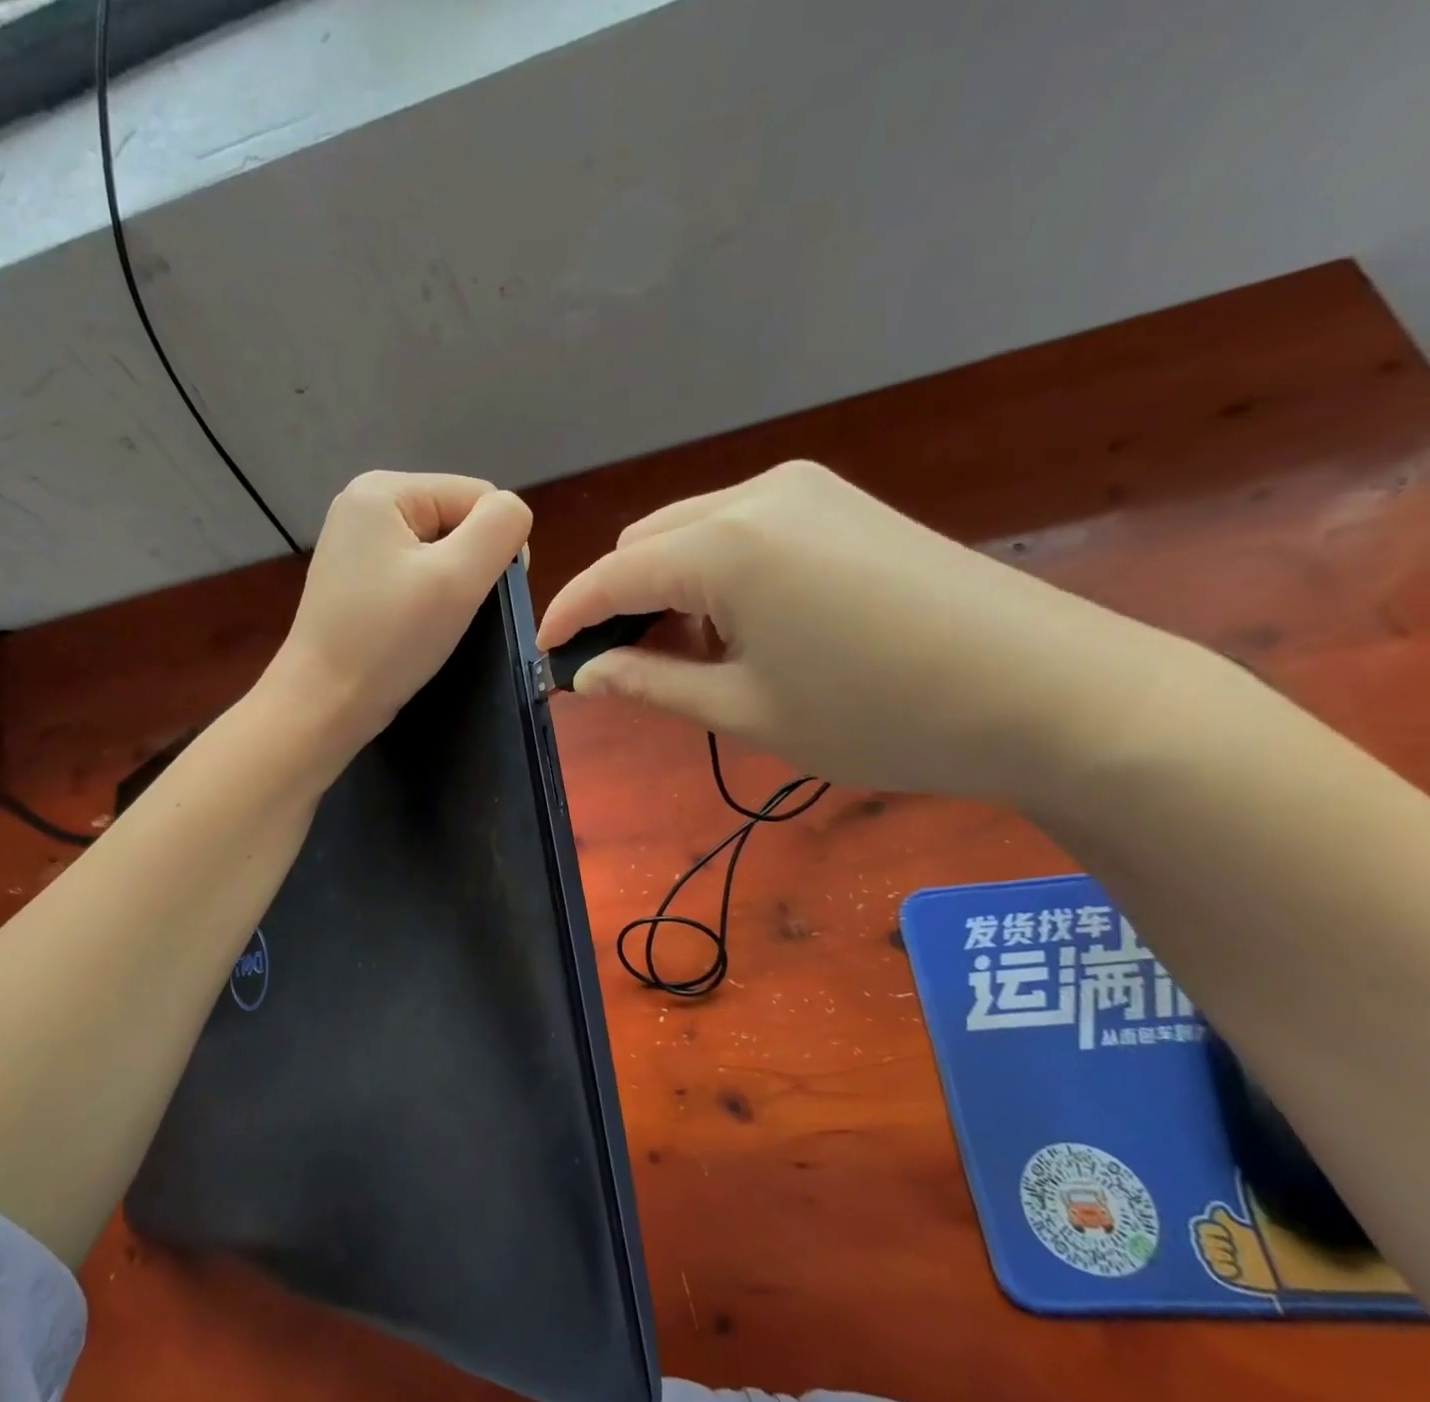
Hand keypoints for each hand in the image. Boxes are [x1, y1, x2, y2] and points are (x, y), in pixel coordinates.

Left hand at [268, 471, 532, 757]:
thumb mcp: (458, 578)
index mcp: (384, 488)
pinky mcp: (356, 579)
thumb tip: (513, 514)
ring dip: (451, 586)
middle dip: (469, 566)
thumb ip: (500, 527)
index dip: (495, 545)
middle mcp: (364, 504)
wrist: (323, 705)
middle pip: (457, 520)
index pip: (478, 496)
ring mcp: (356, 543)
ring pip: (440, 551)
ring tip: (434, 624)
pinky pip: (415, 573)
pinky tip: (415, 627)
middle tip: (453, 614)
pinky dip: (428, 599)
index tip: (479, 597)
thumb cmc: (389, 640)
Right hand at [538, 460, 1191, 806]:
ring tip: (688, 657)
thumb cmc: (881, 716)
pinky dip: (716, 573)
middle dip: (620, 602)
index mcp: (723, 545)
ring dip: (668, 588)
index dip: (568, 618)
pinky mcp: (841, 501)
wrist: (1053, 692)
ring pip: (692, 531)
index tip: (544, 659)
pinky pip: (742, 529)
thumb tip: (587, 673)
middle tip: (625, 670)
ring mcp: (806, 489)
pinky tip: (744, 625)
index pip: (610, 576)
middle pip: (647, 542)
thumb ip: (650, 684)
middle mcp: (755, 494)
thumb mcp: (746, 712)